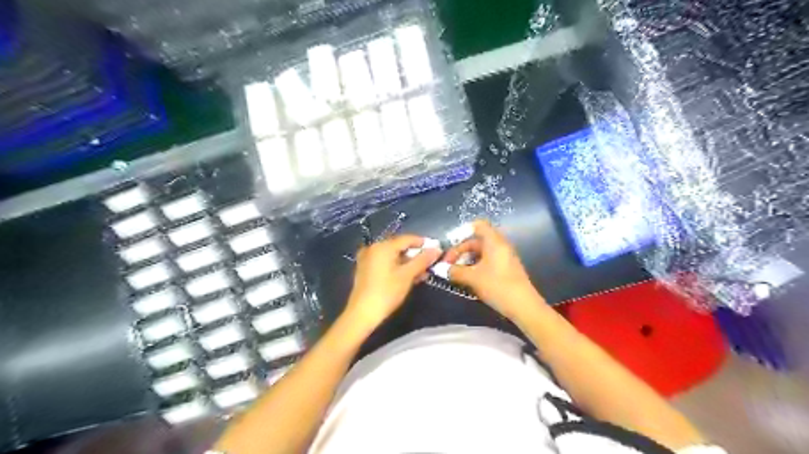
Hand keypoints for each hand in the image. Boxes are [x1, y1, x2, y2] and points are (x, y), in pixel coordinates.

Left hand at [343, 238, 441, 332]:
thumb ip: (423, 260)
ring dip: (407, 263)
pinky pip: (385, 263)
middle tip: (430, 264)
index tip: (436, 250)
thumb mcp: (407, 275)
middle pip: (399, 247)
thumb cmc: (386, 292)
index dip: (423, 243)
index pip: (407, 239)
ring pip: (392, 256)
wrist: (362, 313)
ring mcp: (367, 258)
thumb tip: (437, 249)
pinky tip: (407, 277)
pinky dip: (397, 267)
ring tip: (421, 273)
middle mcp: (373, 248)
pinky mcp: (365, 269)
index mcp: (383, 246)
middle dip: (415, 255)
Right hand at [441, 220, 549, 320]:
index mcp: (494, 241)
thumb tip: (440, 269)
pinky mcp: (505, 270)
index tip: (449, 244)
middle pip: (476, 241)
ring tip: (455, 273)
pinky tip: (467, 280)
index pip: (478, 225)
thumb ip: (454, 271)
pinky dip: (475, 267)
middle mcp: (500, 246)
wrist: (524, 307)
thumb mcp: (472, 278)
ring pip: (481, 253)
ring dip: (466, 261)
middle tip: (448, 264)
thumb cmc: (497, 286)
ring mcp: (504, 258)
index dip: (462, 231)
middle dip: (460, 251)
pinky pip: (487, 262)